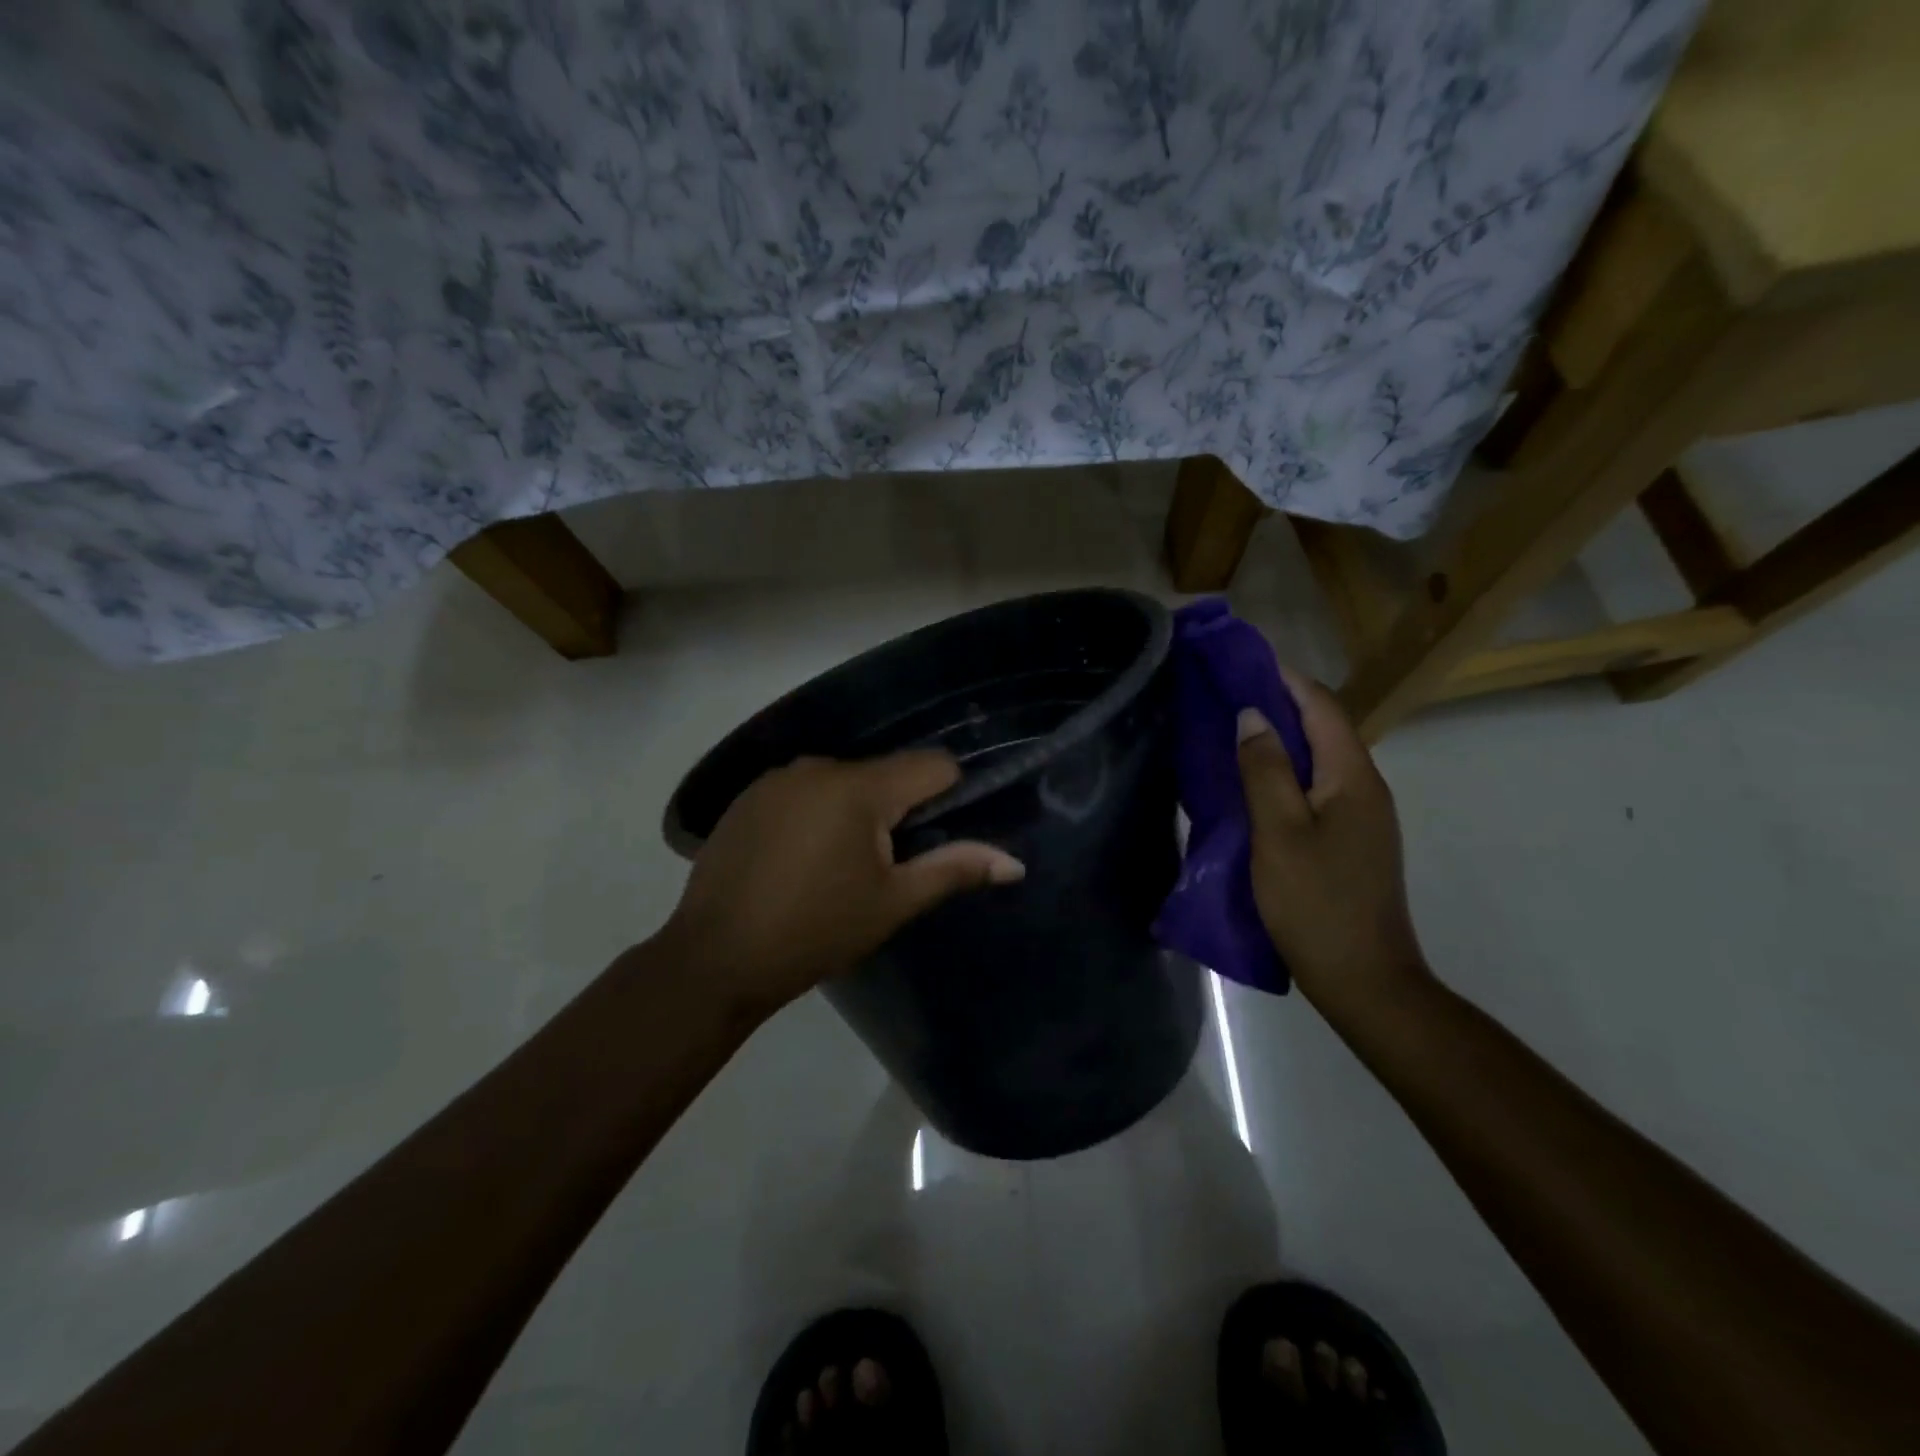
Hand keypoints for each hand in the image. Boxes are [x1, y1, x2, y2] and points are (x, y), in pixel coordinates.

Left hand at [660, 752, 1024, 1017]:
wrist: (715, 958)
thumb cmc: (816, 931)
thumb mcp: (893, 903)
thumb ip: (955, 869)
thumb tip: (1014, 862)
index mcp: (859, 787)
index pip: (932, 765)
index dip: (949, 795)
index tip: (935, 838)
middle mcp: (818, 766)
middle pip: (884, 774)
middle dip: (896, 811)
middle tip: (883, 868)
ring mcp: (777, 778)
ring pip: (843, 782)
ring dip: (855, 813)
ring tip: (837, 869)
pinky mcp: (748, 796)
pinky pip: (804, 791)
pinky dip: (816, 815)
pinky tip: (798, 861)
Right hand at [1236, 669, 1427, 1018]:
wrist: (1364, 979)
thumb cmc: (1316, 903)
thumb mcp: (1278, 833)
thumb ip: (1264, 770)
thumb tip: (1253, 716)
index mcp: (1353, 777)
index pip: (1321, 706)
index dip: (1284, 678)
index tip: (1241, 661)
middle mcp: (1364, 787)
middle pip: (1322, 728)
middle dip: (1277, 704)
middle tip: (1225, 694)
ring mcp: (1361, 817)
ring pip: (1318, 760)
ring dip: (1279, 739)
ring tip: (1231, 732)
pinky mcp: (1350, 841)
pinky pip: (1315, 787)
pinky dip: (1284, 773)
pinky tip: (1252, 784)